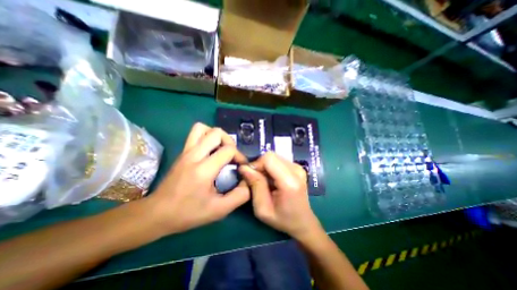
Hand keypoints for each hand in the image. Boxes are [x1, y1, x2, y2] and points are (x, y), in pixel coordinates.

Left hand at [145, 122, 250, 235]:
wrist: (157, 213)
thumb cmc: (188, 213)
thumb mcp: (219, 210)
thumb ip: (239, 196)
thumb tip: (247, 182)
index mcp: (203, 170)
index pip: (228, 150)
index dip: (240, 156)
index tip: (241, 166)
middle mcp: (194, 155)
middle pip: (217, 133)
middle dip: (230, 141)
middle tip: (231, 156)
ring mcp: (186, 151)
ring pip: (203, 128)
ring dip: (217, 136)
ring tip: (221, 149)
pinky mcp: (182, 152)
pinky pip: (196, 134)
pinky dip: (207, 136)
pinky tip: (210, 150)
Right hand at [239, 152, 321, 241]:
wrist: (303, 221)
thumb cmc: (282, 219)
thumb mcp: (262, 209)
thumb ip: (255, 185)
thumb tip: (244, 167)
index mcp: (290, 181)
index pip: (269, 159)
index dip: (256, 164)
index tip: (251, 176)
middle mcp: (296, 170)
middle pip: (271, 156)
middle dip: (260, 165)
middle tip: (257, 180)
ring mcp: (298, 167)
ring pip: (274, 157)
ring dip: (265, 167)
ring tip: (265, 181)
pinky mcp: (297, 167)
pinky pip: (278, 160)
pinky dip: (271, 167)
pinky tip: (272, 179)